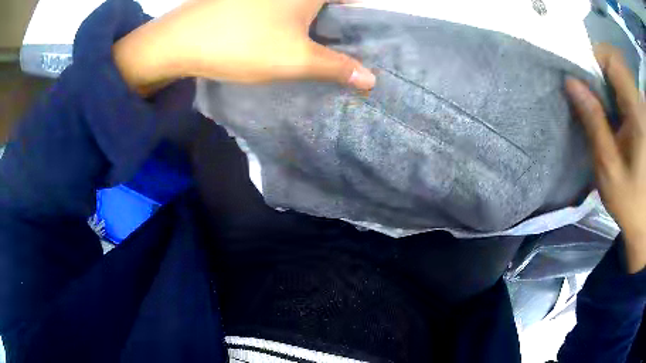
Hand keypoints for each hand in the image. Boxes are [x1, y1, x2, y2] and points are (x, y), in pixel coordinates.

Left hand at [113, 0, 375, 94]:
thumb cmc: (241, 44)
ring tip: (317, 45)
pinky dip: (292, 17)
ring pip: (304, 4)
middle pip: (328, 2)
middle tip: (342, 48)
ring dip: (315, 20)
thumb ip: (337, 67)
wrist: (179, 40)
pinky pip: (283, 6)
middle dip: (338, 21)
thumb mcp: (295, 60)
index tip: (361, 39)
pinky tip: (286, 34)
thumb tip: (371, 79)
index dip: (360, 16)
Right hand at [566, 44, 645, 273]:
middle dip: (600, 74)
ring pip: (622, 75)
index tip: (583, 78)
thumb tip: (571, 82)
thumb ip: (593, 122)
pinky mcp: (644, 116)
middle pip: (617, 64)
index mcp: (638, 114)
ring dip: (608, 86)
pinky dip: (617, 95)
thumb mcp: (609, 168)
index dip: (595, 58)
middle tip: (590, 100)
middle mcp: (641, 104)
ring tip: (602, 112)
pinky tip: (615, 118)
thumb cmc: (630, 204)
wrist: (645, 224)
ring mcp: (643, 109)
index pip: (613, 59)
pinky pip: (628, 89)